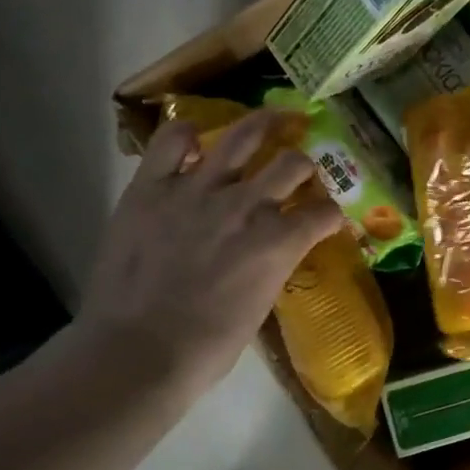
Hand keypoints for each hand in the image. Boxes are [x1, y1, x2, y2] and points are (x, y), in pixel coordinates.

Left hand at [75, 110, 342, 396]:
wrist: (137, 352)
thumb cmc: (207, 346)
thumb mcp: (261, 305)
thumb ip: (274, 265)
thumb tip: (274, 250)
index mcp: (279, 241)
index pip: (325, 214)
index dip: (332, 215)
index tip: (328, 218)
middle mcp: (247, 205)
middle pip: (293, 163)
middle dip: (305, 165)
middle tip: (300, 167)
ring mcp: (198, 190)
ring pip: (244, 136)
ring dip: (266, 123)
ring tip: (275, 117)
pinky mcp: (153, 186)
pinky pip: (174, 140)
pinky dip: (189, 134)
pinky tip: (197, 138)